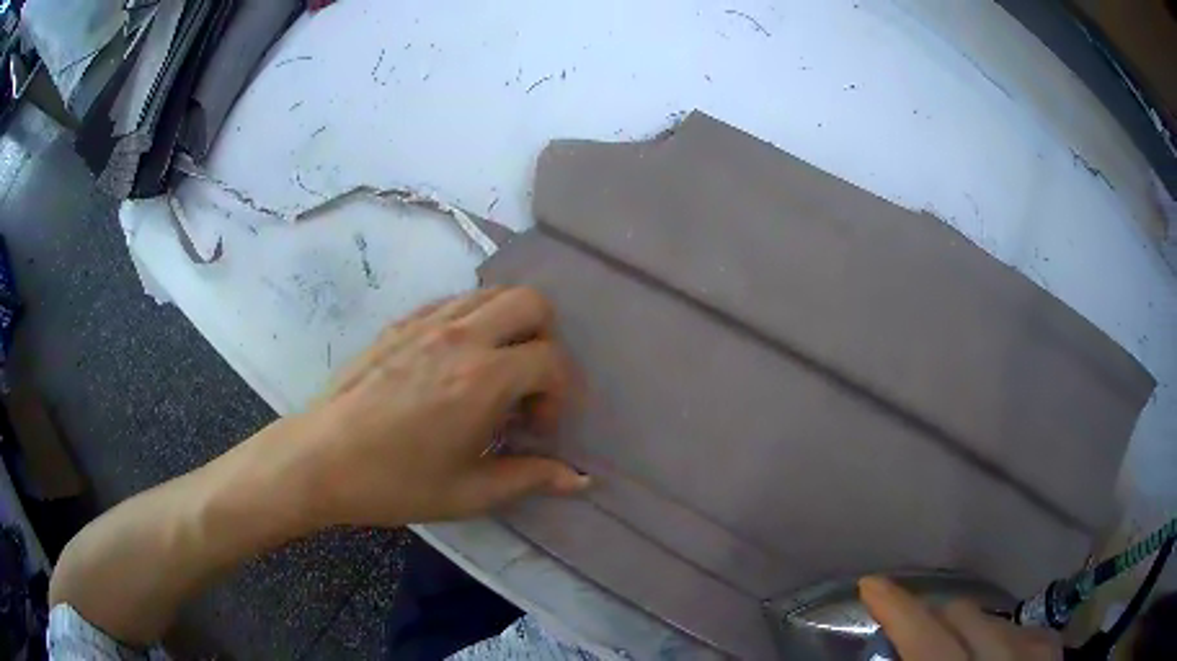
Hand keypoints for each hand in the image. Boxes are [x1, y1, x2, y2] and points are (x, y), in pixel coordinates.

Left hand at [288, 287, 588, 527]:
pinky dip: (472, 320)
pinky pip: (453, 301)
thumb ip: (530, 478)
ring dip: (509, 325)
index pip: (552, 359)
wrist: (321, 459)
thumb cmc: (394, 482)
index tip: (537, 427)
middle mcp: (461, 336)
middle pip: (531, 302)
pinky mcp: (401, 322)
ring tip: (493, 371)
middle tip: (525, 385)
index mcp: (483, 379)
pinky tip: (454, 362)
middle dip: (545, 339)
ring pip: (491, 293)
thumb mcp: (469, 492)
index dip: (560, 393)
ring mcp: (427, 322)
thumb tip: (580, 479)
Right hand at [860, 577, 1061, 659]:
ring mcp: (1035, 655)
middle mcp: (1004, 660)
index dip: (896, 608)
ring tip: (951, 647)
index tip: (871, 585)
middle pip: (963, 615)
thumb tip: (891, 657)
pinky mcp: (1051, 657)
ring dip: (966, 628)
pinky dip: (1002, 636)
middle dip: (931, 615)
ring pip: (994, 618)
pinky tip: (995, 653)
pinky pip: (1024, 630)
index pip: (927, 638)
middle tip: (908, 629)